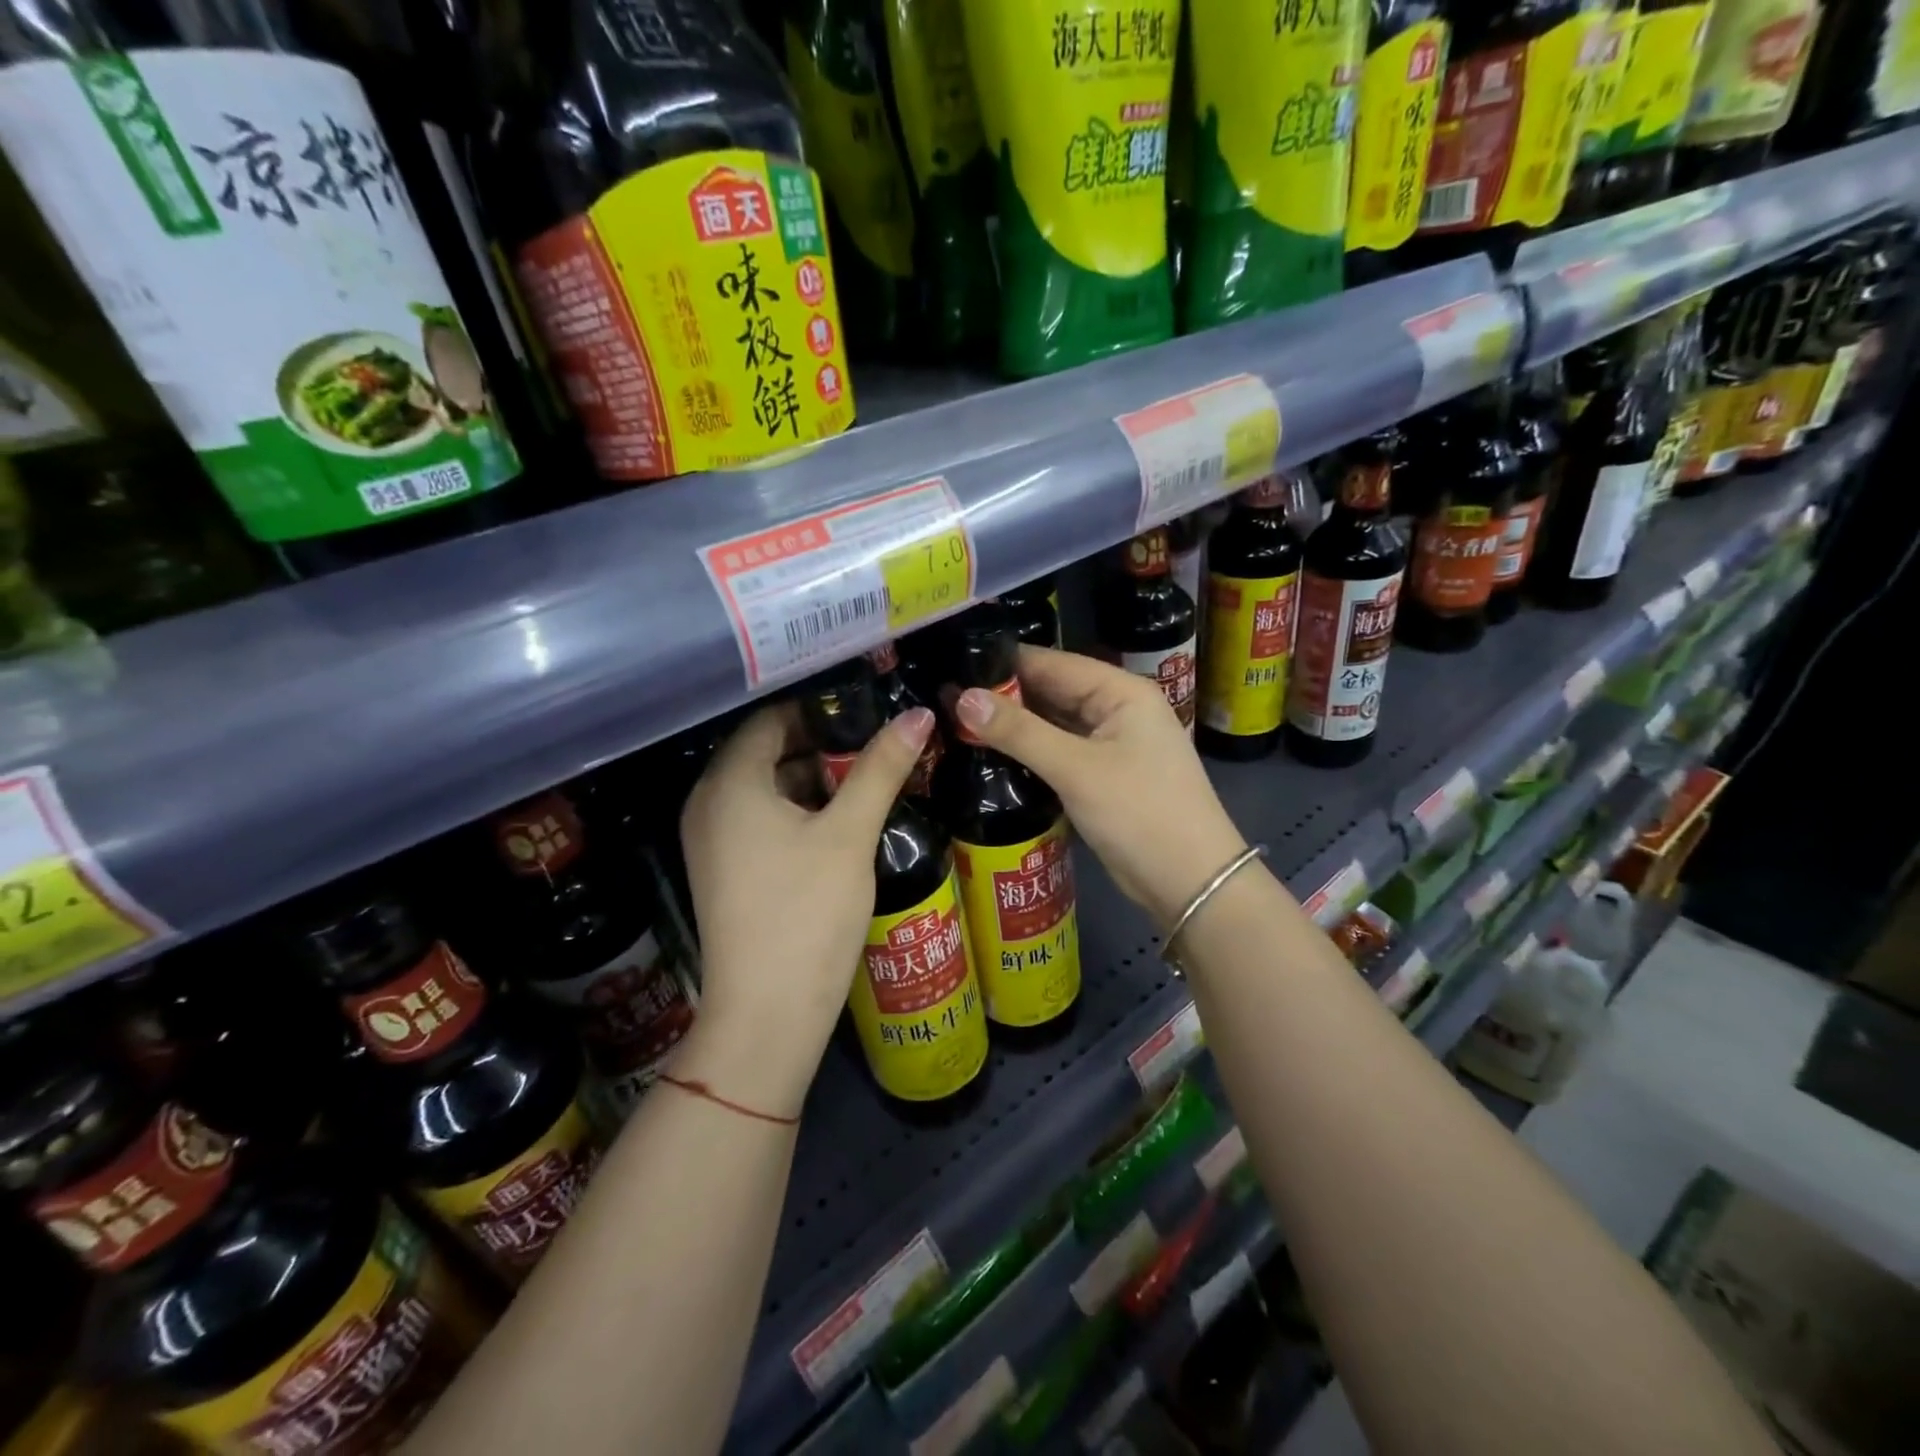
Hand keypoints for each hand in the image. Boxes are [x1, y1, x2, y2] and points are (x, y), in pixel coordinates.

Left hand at [676, 701, 933, 1118]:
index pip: (771, 718)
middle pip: (768, 751)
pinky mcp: (725, 869)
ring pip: (768, 787)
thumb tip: (917, 714)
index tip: (870, 707)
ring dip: (816, 779)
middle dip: (824, 743)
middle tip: (879, 741)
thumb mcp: (850, 834)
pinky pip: (761, 818)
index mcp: (729, 783)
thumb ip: (881, 768)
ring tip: (871, 776)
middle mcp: (709, 803)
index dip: (821, 708)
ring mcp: (713, 839)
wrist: (766, 1016)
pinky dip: (799, 810)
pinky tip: (844, 819)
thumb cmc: (807, 913)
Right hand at [953, 647, 1249, 928]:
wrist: (1191, 882)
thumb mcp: (1076, 769)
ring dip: (1014, 727)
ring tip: (955, 724)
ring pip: (1053, 724)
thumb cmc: (1139, 814)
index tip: (952, 670)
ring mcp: (1111, 744)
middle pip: (1051, 692)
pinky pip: (1060, 752)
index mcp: (1120, 691)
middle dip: (1003, 697)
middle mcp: (1117, 709)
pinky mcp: (1103, 776)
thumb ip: (1019, 732)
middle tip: (945, 701)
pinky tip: (991, 756)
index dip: (1002, 665)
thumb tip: (961, 698)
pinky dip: (1030, 753)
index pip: (1052, 663)